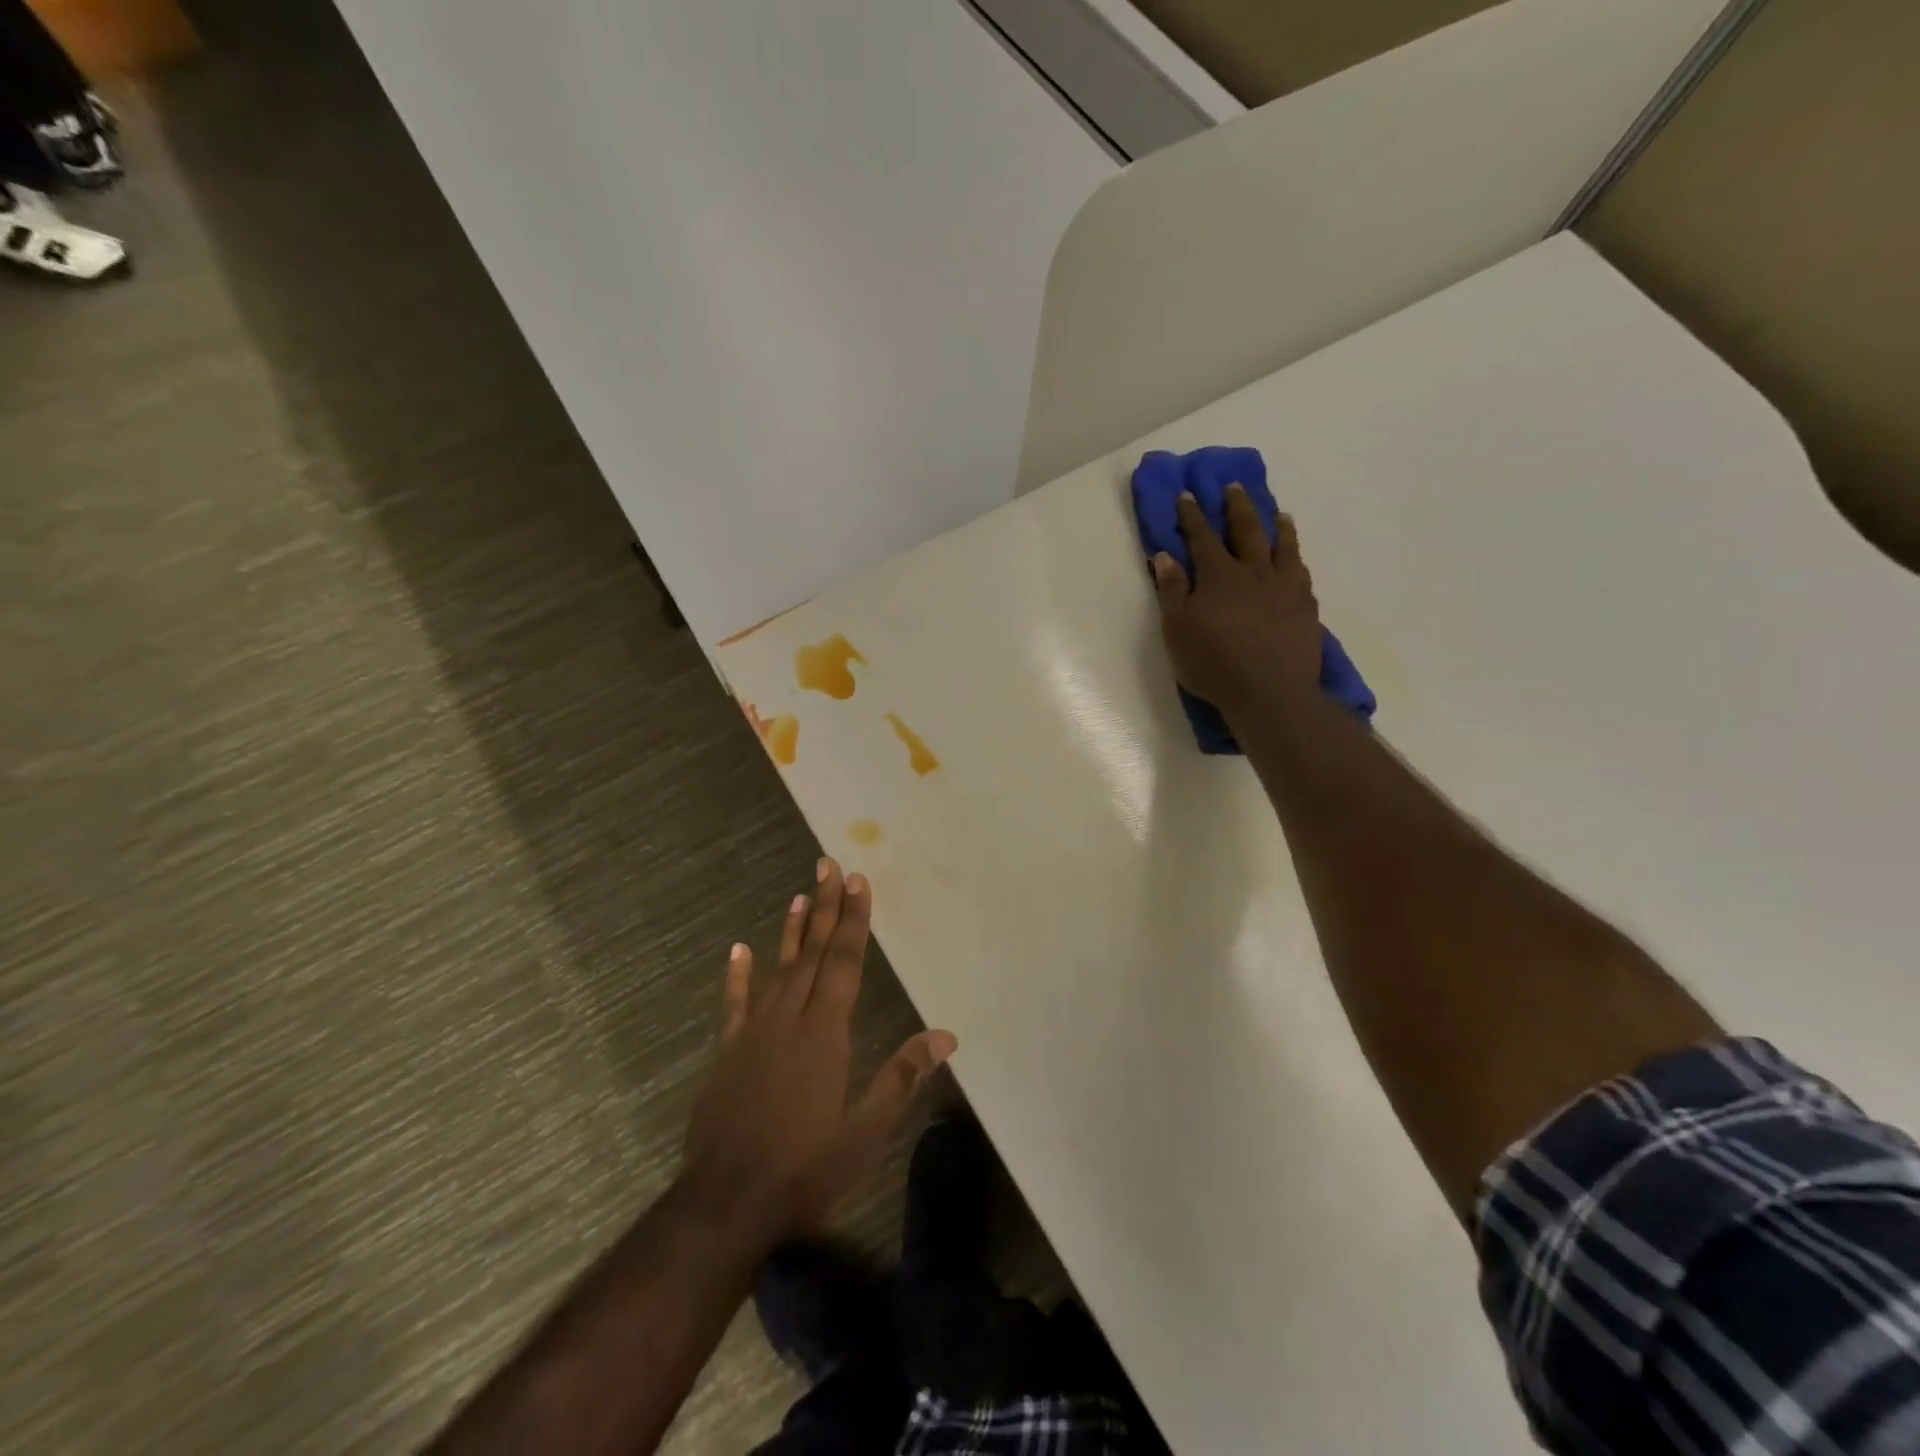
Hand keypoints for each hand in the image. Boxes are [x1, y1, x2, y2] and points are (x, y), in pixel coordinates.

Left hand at [679, 859, 956, 1242]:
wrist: (726, 1204)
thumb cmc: (804, 1168)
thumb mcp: (865, 1131)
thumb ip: (902, 1077)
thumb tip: (945, 1035)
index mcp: (826, 1032)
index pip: (845, 962)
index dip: (853, 920)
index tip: (858, 881)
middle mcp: (790, 1019)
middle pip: (813, 952)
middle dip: (824, 907)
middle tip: (829, 864)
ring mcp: (754, 1033)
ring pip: (778, 969)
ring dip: (791, 931)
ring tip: (800, 894)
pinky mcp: (728, 1053)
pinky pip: (735, 1004)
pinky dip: (737, 975)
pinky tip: (738, 950)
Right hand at [1151, 486, 1322, 717]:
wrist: (1270, 693)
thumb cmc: (1213, 664)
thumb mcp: (1178, 630)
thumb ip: (1172, 590)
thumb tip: (1165, 555)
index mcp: (1218, 576)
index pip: (1202, 537)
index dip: (1192, 515)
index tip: (1187, 495)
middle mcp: (1254, 572)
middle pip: (1247, 530)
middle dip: (1237, 507)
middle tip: (1234, 487)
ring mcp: (1284, 587)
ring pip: (1282, 546)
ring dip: (1277, 526)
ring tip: (1278, 513)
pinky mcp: (1305, 606)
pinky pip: (1301, 572)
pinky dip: (1296, 557)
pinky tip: (1295, 558)